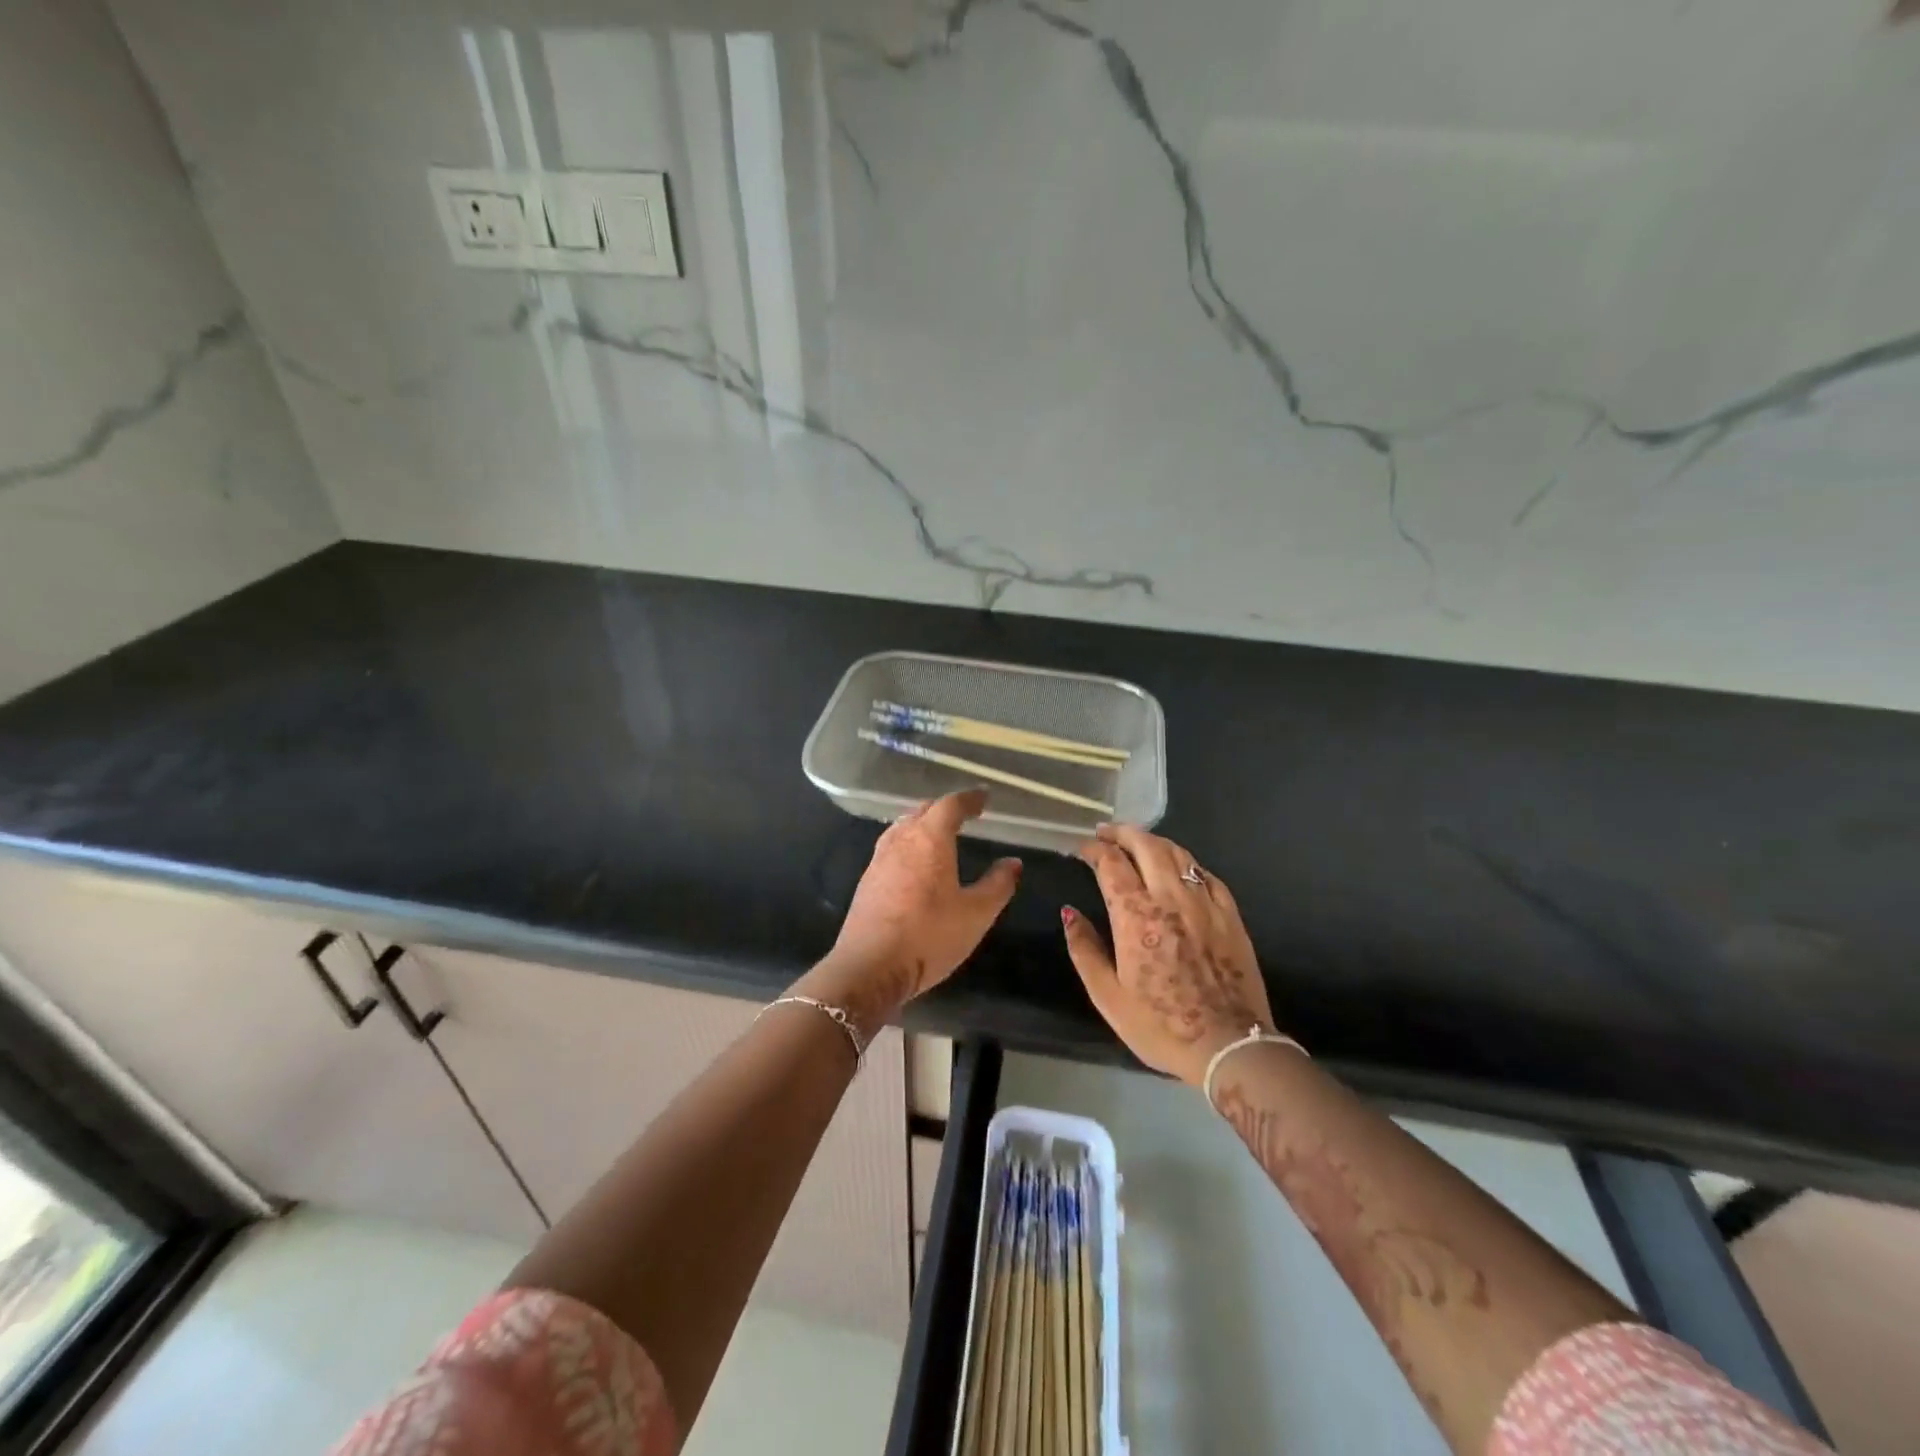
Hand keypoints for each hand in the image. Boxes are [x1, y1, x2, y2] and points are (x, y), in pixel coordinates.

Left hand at [813, 789, 1021, 1034]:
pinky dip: (908, 843)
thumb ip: (998, 885)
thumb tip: (1013, 862)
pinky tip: (914, 862)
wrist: (869, 967)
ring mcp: (879, 860)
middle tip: (963, 814)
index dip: (969, 799)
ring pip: (902, 827)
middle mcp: (901, 840)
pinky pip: (891, 847)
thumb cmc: (929, 936)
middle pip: (923, 811)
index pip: (950, 805)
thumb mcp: (976, 914)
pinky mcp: (867, 881)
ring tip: (938, 833)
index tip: (983, 798)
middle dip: (944, 808)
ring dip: (922, 823)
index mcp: (930, 839)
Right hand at [1062, 825, 1275, 1086]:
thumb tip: (1069, 912)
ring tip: (1137, 842)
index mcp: (1135, 915)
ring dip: (1153, 841)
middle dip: (1122, 833)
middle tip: (1105, 833)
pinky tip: (1179, 869)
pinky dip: (1186, 863)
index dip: (1093, 850)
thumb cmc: (1160, 1025)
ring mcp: (1204, 903)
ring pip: (1178, 854)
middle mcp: (1169, 897)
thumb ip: (1084, 948)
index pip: (1111, 863)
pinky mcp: (1230, 915)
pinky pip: (1206, 875)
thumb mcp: (1107, 996)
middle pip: (1146, 845)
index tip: (1082, 849)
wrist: (1230, 1046)